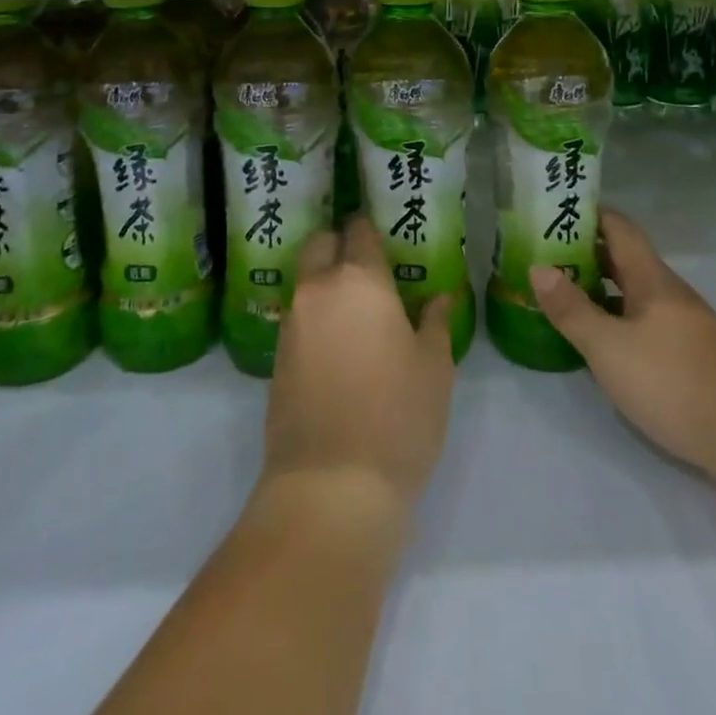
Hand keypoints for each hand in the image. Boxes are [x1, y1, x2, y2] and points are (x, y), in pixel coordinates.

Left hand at [260, 217, 458, 513]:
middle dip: (339, 244)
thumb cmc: (398, 417)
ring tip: (356, 308)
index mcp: (359, 279)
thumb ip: (436, 322)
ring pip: (306, 280)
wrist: (332, 486)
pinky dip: (315, 316)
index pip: (359, 230)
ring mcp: (291, 323)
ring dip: (325, 281)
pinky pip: (298, 317)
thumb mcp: (435, 367)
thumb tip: (438, 297)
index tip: (387, 237)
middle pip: (320, 244)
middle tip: (368, 267)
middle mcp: (318, 289)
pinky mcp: (277, 357)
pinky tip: (338, 343)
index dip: (372, 228)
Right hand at [528, 209, 715, 492]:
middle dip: (584, 251)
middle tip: (542, 254)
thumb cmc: (674, 383)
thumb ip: (572, 309)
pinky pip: (642, 319)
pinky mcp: (688, 355)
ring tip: (560, 292)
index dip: (587, 214)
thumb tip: (538, 267)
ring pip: (633, 291)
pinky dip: (615, 317)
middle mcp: (668, 292)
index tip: (553, 210)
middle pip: (623, 258)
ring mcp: (682, 324)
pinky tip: (597, 338)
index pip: (619, 227)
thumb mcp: (610, 348)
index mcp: (651, 278)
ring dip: (598, 286)